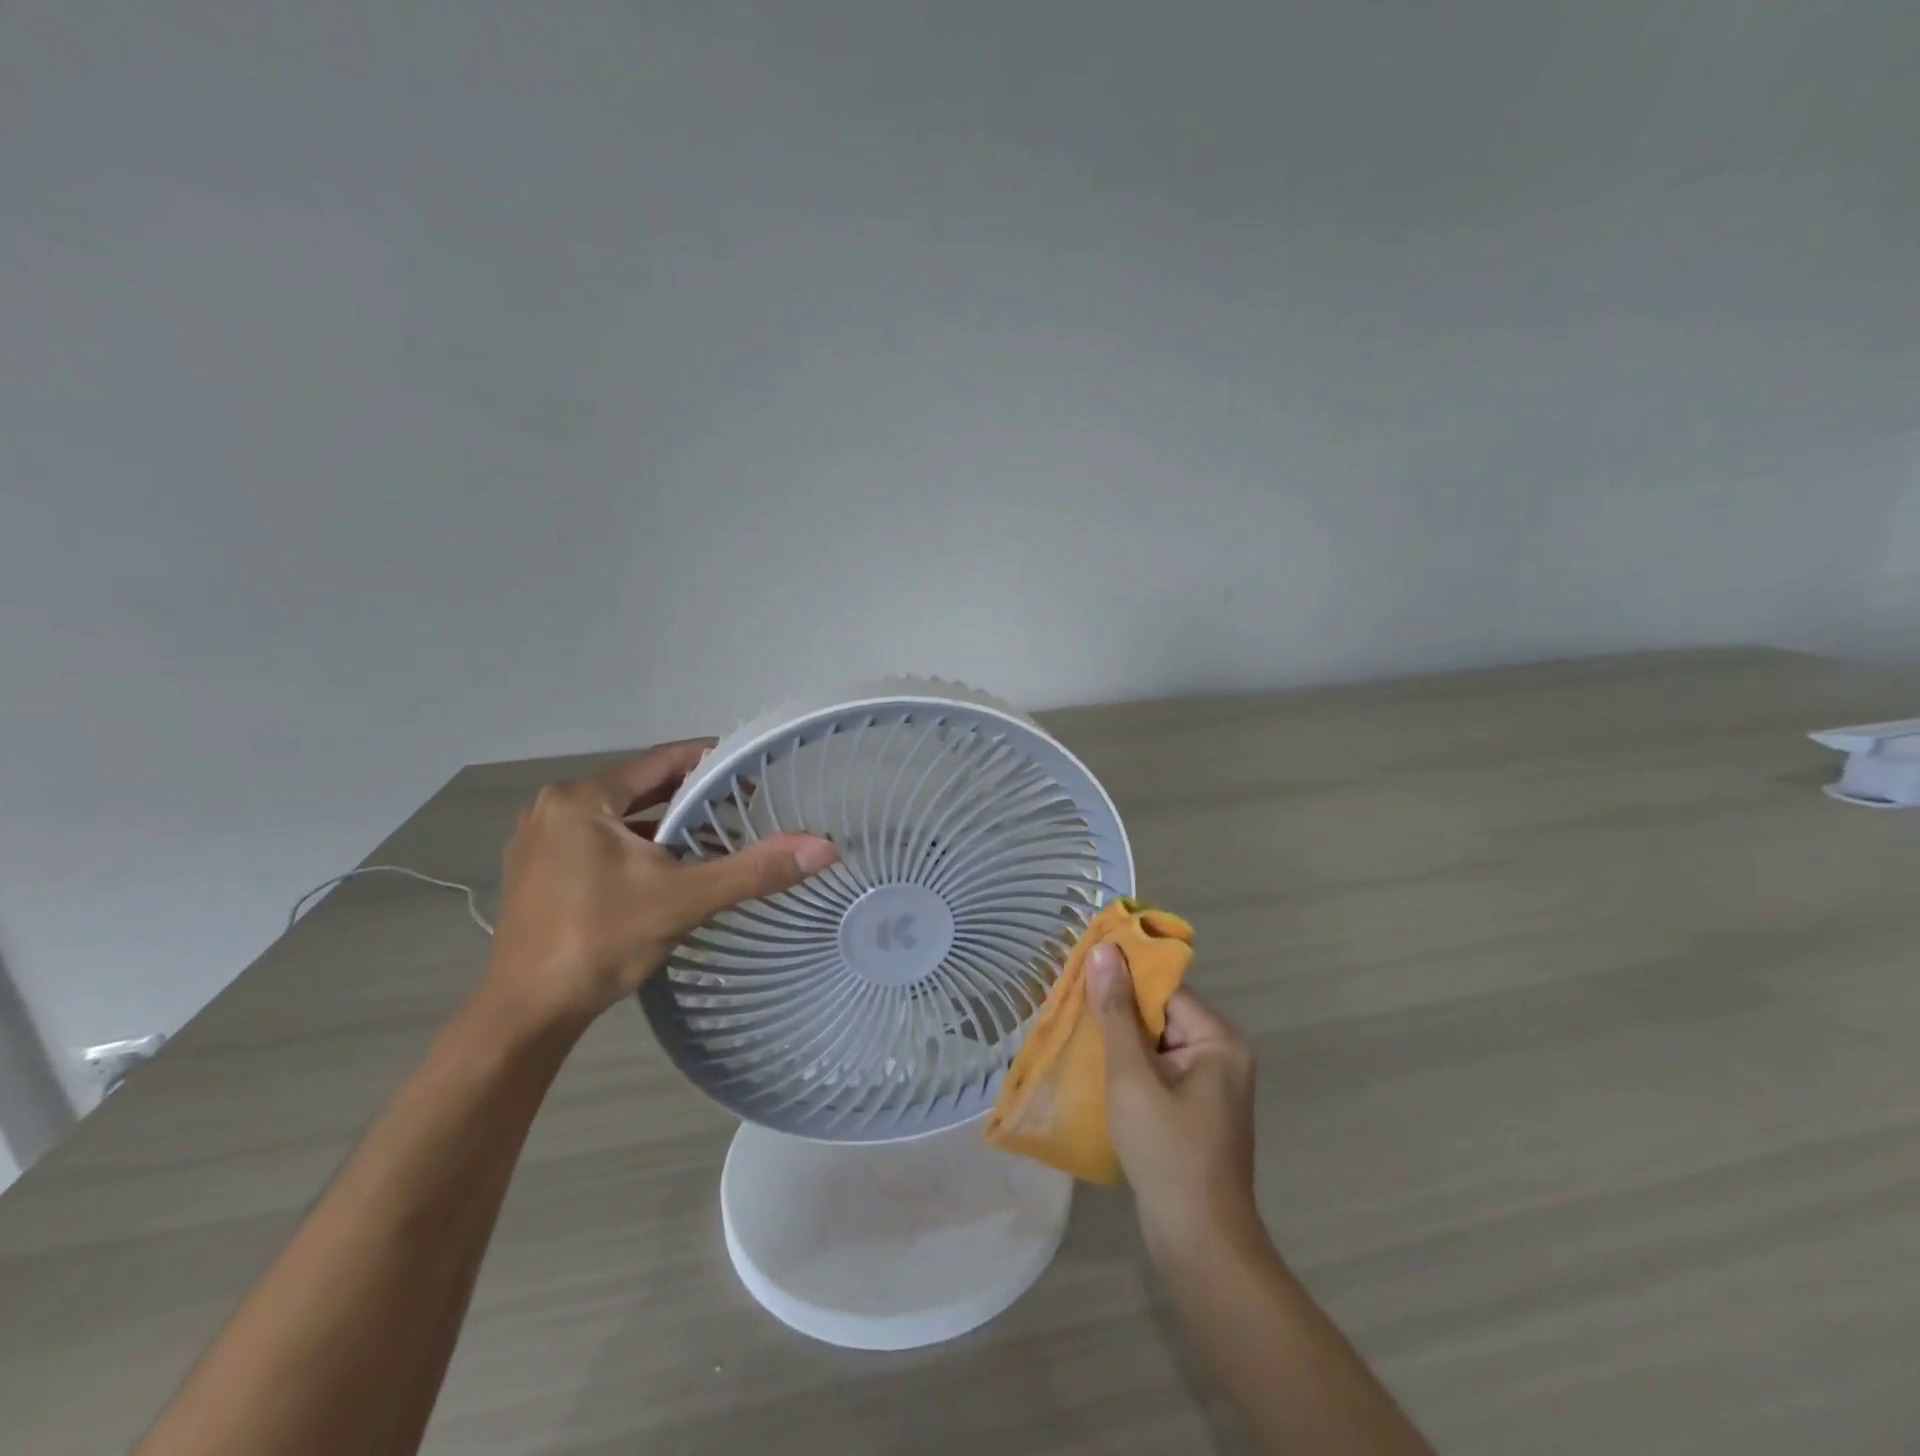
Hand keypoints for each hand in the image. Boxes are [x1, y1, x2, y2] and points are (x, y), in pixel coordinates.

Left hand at [482, 739, 839, 1030]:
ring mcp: (540, 842)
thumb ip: (755, 870)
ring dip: (665, 824)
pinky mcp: (537, 873)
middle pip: (640, 788)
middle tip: (742, 809)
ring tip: (714, 838)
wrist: (526, 1014)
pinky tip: (667, 869)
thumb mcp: (685, 899)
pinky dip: (637, 846)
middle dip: (692, 798)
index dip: (711, 763)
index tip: (752, 773)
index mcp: (581, 799)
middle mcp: (554, 809)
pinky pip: (599, 842)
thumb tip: (825, 848)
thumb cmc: (601, 942)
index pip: (661, 762)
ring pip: (620, 818)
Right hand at [1090, 944, 1263, 1257]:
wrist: (1200, 1245)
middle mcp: (1221, 1056)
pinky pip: (1159, 1072)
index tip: (1080, 970)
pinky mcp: (1196, 1114)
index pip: (1164, 989)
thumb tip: (1104, 950)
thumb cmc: (1167, 1152)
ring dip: (1119, 1041)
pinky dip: (1130, 1068)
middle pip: (1161, 1015)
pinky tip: (1095, 1071)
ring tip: (1074, 1031)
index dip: (1123, 977)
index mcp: (1218, 1040)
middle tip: (1069, 1003)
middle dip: (1116, 1011)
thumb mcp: (1132, 1076)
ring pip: (1156, 1045)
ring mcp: (1211, 1088)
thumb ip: (1115, 1012)